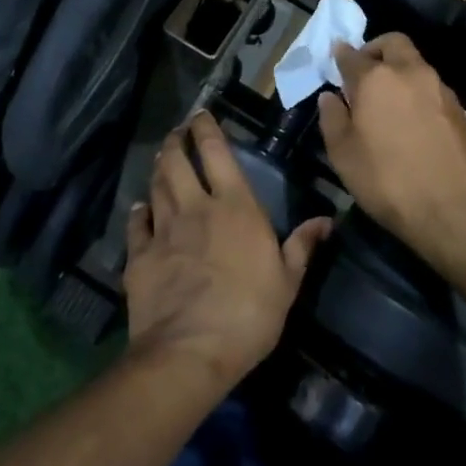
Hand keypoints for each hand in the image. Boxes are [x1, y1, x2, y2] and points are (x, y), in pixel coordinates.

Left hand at [124, 112, 331, 389]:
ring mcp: (164, 230)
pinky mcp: (141, 256)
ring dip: (159, 168)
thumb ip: (303, 245)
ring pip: (157, 186)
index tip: (201, 115)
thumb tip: (327, 219)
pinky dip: (139, 212)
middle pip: (178, 162)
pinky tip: (140, 208)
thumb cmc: (249, 314)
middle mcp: (196, 207)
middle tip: (177, 131)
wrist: (190, 351)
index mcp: (235, 207)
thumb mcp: (287, 282)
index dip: (207, 130)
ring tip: (162, 157)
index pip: (217, 153)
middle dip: (177, 141)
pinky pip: (138, 225)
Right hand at [318, 34, 465, 267]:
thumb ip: (332, 119)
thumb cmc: (388, 182)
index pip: (352, 55)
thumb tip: (330, 96)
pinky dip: (416, 91)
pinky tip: (410, 120)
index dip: (340, 56)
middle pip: (392, 43)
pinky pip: (431, 86)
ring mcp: (439, 88)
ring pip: (415, 63)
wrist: (455, 211)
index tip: (335, 60)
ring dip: (398, 70)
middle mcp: (410, 72)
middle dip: (375, 49)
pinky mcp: (459, 108)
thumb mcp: (344, 155)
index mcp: (376, 79)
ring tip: (386, 101)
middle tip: (363, 72)